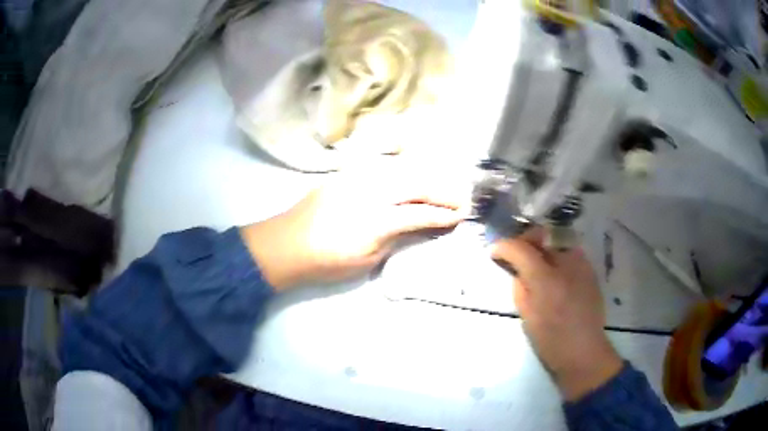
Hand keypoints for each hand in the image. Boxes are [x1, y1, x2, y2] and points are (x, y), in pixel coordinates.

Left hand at [240, 160, 469, 289]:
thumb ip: (394, 238)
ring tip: (441, 188)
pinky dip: (403, 172)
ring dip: (425, 178)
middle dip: (441, 192)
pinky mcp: (346, 174)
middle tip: (459, 199)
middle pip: (415, 185)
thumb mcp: (365, 259)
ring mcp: (356, 178)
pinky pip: (382, 168)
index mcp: (376, 219)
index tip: (460, 216)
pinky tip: (412, 178)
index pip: (419, 213)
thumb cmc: (325, 260)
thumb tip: (415, 226)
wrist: (285, 243)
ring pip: (401, 171)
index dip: (442, 215)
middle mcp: (370, 191)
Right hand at [491, 228, 622, 400]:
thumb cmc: (550, 339)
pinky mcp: (590, 269)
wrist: (583, 349)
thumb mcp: (526, 315)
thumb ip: (520, 287)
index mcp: (545, 279)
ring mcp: (581, 264)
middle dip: (525, 239)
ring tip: (536, 260)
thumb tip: (517, 271)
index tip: (495, 251)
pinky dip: (558, 254)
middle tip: (516, 252)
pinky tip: (555, 271)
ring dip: (543, 245)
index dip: (504, 246)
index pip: (521, 248)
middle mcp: (565, 263)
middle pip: (542, 235)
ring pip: (557, 240)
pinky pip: (570, 251)